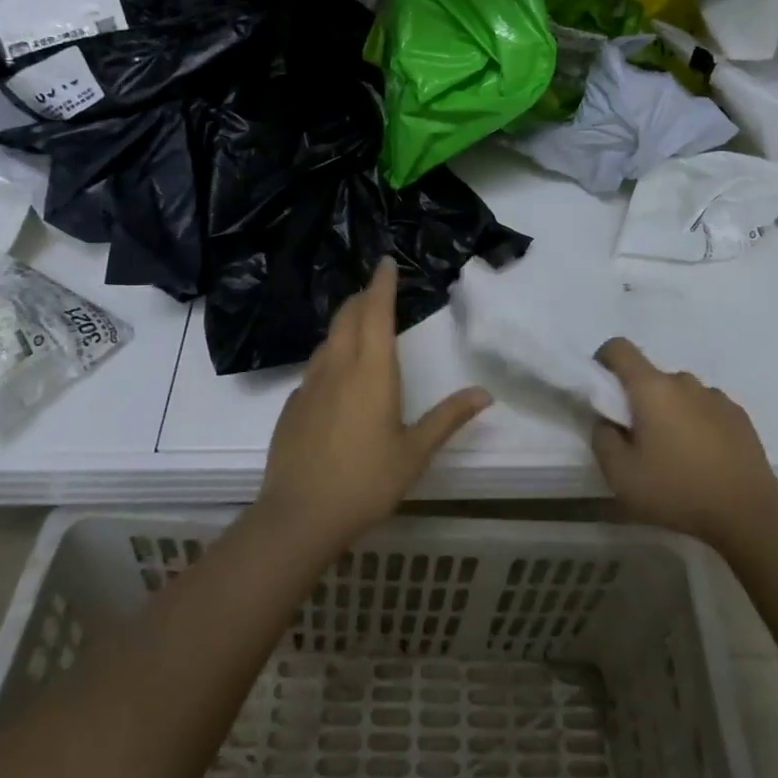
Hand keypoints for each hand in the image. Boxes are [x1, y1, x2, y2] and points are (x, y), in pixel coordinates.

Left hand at [256, 258, 490, 556]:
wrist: (299, 516)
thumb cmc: (366, 482)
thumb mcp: (415, 452)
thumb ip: (448, 418)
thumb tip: (485, 393)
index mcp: (372, 371)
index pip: (376, 311)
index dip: (382, 284)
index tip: (385, 262)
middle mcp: (338, 367)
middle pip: (348, 317)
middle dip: (362, 297)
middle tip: (376, 290)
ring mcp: (309, 385)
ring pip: (328, 340)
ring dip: (345, 324)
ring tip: (358, 326)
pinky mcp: (292, 406)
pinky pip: (314, 367)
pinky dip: (329, 356)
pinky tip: (335, 378)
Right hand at [589, 337, 777, 550]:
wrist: (748, 515)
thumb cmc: (677, 491)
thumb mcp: (620, 475)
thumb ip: (602, 438)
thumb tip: (606, 420)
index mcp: (652, 388)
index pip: (619, 348)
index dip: (604, 361)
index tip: (604, 392)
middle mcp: (684, 382)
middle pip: (650, 376)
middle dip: (638, 400)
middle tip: (639, 440)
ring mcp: (716, 396)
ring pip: (679, 393)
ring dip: (669, 412)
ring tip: (675, 454)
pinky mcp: (739, 415)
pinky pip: (705, 408)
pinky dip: (696, 423)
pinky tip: (704, 458)